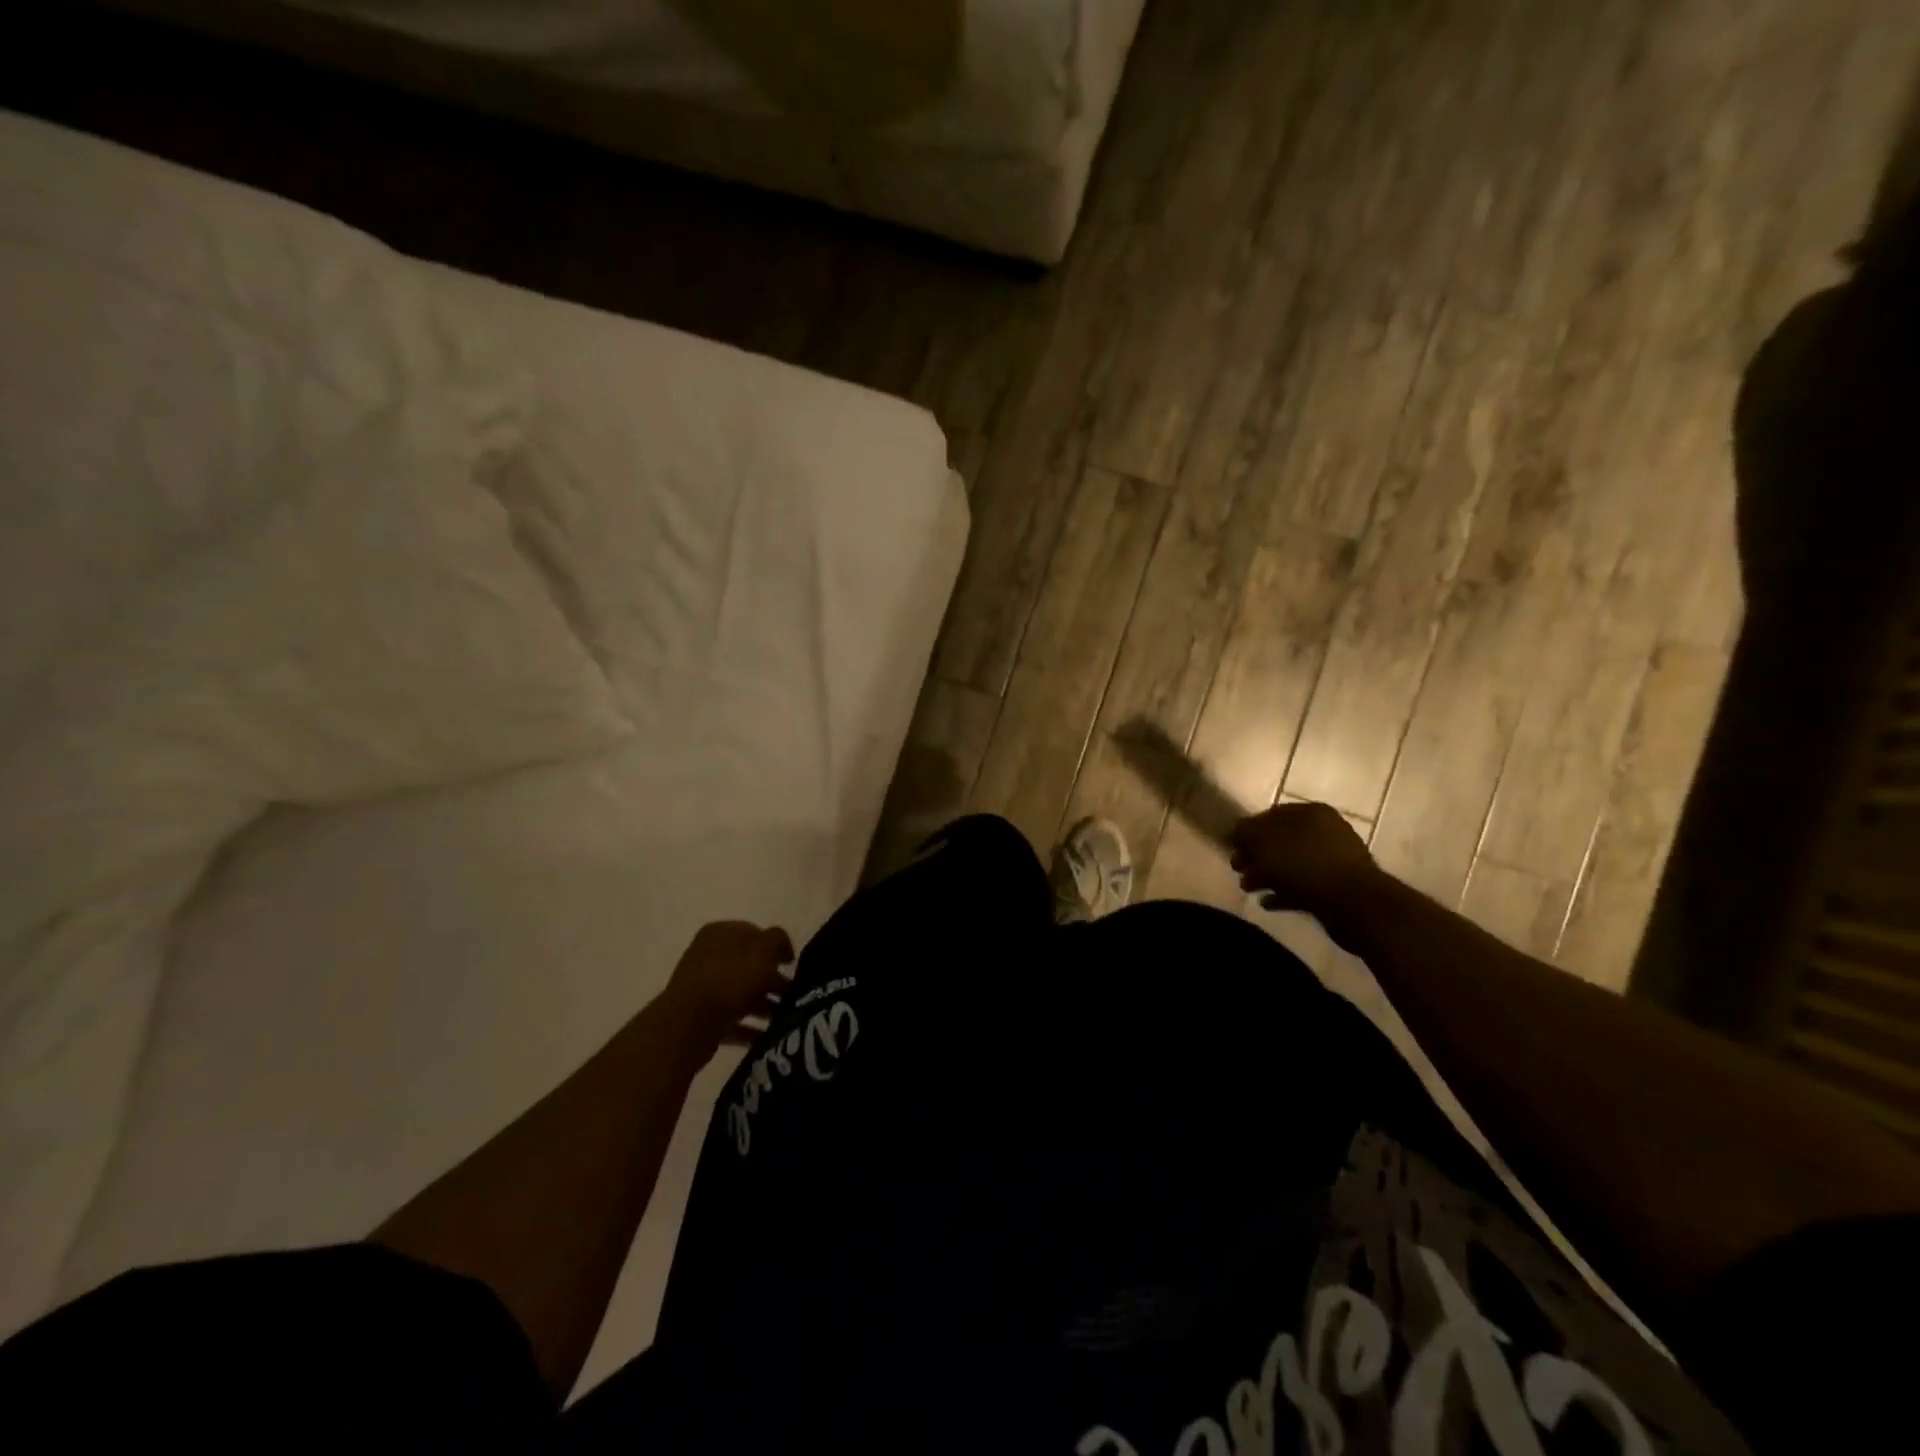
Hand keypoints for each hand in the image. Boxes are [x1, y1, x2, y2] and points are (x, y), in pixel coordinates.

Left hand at [662, 921, 794, 1044]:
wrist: (690, 1022)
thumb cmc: (730, 977)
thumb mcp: (763, 948)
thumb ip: (777, 940)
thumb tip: (783, 949)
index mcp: (720, 933)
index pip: (753, 933)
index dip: (774, 947)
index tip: (791, 964)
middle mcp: (708, 957)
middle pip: (748, 966)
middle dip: (772, 980)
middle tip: (793, 995)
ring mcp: (703, 989)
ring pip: (741, 994)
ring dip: (765, 1006)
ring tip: (785, 1019)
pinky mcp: (701, 1018)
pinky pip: (732, 1021)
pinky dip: (750, 1029)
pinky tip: (768, 1037)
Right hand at [1230, 802, 1381, 925]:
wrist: (1354, 904)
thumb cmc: (1304, 864)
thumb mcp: (1264, 842)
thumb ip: (1245, 832)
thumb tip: (1236, 831)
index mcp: (1311, 813)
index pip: (1270, 814)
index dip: (1247, 830)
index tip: (1231, 847)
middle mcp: (1326, 831)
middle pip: (1281, 840)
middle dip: (1256, 855)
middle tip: (1237, 869)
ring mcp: (1334, 860)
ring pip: (1291, 864)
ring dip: (1267, 875)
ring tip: (1248, 889)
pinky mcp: (1338, 887)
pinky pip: (1304, 886)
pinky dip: (1284, 892)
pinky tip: (1267, 902)